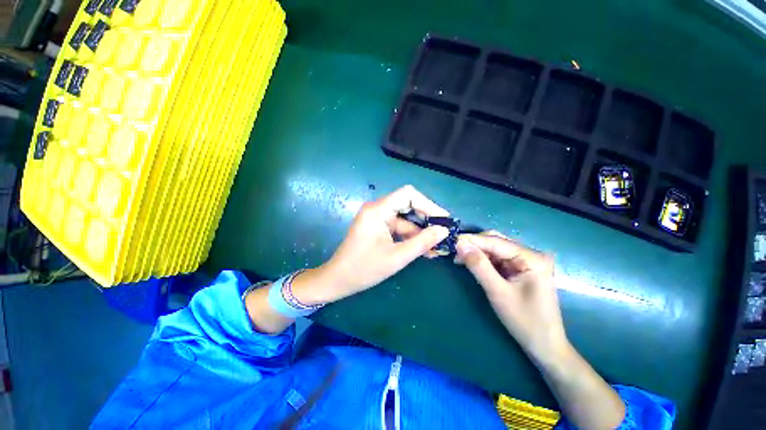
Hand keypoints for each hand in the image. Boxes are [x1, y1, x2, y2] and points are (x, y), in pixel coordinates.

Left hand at [293, 185, 449, 304]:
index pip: (408, 195)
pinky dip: (411, 238)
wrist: (338, 280)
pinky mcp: (378, 228)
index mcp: (378, 210)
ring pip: (406, 220)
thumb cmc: (364, 269)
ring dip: (421, 233)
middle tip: (444, 234)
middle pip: (409, 206)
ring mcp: (378, 219)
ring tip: (437, 248)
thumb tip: (444, 230)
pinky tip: (424, 250)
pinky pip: (399, 228)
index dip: (428, 204)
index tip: (443, 220)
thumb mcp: (397, 257)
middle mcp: (378, 209)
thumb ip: (422, 242)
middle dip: (427, 220)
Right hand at [455, 233, 569, 363]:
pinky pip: (498, 258)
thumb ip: (479, 266)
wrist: (544, 346)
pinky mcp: (521, 269)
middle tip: (454, 252)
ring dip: (477, 252)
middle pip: (496, 241)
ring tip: (459, 259)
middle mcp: (531, 254)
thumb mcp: (498, 292)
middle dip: (474, 245)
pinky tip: (471, 264)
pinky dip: (483, 260)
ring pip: (495, 249)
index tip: (451, 241)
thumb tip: (460, 245)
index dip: (472, 240)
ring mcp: (527, 261)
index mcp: (532, 258)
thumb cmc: (525, 321)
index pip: (495, 241)